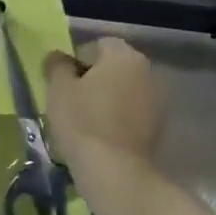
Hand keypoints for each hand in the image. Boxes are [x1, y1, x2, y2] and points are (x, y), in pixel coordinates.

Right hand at [43, 38, 161, 169]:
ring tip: (84, 120)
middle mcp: (147, 71)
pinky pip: (132, 112)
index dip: (75, 60)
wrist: (114, 169)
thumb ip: (57, 65)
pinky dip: (117, 117)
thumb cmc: (82, 121)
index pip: (96, 45)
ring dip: (106, 98)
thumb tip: (59, 58)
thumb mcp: (58, 88)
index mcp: (123, 56)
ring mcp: (157, 99)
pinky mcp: (158, 125)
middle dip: (92, 78)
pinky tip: (101, 134)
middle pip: (113, 67)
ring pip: (123, 90)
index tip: (62, 82)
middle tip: (70, 100)